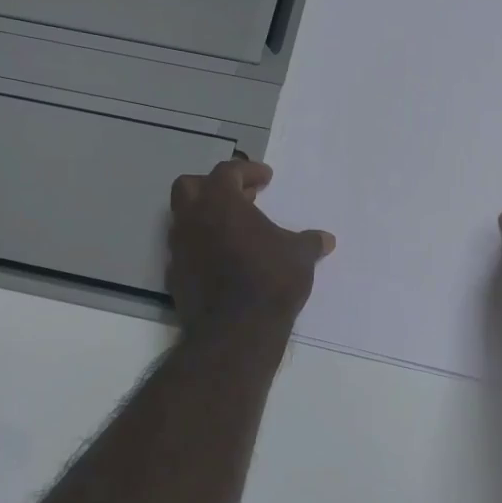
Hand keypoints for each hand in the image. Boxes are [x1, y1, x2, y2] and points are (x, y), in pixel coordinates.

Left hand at [168, 158, 335, 331]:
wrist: (236, 331)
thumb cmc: (270, 280)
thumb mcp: (299, 256)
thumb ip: (310, 242)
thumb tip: (326, 239)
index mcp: (220, 202)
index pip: (227, 171)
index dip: (247, 171)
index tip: (266, 178)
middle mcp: (192, 219)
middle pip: (190, 186)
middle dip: (213, 186)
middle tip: (241, 197)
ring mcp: (178, 248)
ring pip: (183, 219)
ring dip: (205, 217)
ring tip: (234, 230)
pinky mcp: (174, 276)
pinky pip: (184, 251)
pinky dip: (201, 247)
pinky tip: (222, 260)